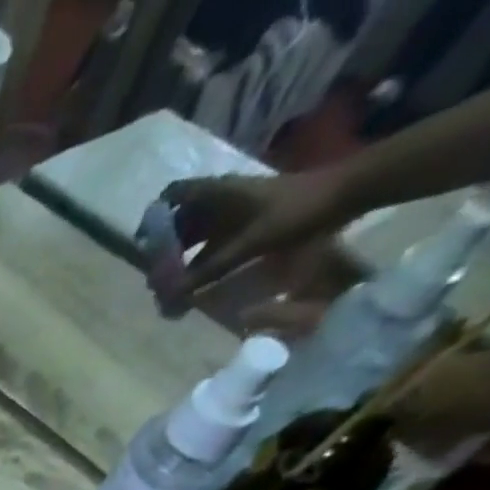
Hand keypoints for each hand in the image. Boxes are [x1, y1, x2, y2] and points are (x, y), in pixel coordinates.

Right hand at [158, 169, 347, 302]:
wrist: (345, 194)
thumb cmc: (296, 211)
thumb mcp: (249, 243)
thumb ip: (209, 270)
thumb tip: (170, 296)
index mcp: (216, 193)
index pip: (172, 196)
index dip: (154, 218)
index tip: (144, 247)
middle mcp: (220, 199)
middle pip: (180, 221)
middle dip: (164, 248)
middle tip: (155, 278)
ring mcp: (233, 211)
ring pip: (195, 234)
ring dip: (182, 259)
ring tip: (173, 287)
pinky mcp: (246, 223)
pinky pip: (213, 242)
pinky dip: (201, 261)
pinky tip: (197, 283)